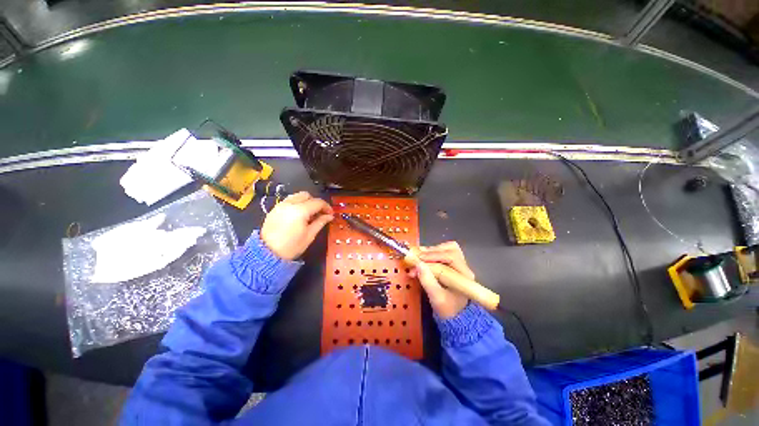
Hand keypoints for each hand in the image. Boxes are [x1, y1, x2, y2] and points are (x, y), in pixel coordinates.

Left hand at [260, 191, 333, 260]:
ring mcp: (280, 205)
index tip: (330, 214)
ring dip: (306, 202)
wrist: (267, 254)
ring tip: (310, 214)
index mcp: (300, 210)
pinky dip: (297, 204)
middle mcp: (290, 204)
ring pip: (297, 196)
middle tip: (320, 213)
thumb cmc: (291, 246)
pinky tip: (299, 215)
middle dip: (315, 202)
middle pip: (307, 195)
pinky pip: (289, 201)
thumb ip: (320, 222)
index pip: (318, 202)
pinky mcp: (274, 209)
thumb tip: (329, 216)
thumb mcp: (310, 235)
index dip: (327, 207)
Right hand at [411, 242, 472, 318]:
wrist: (456, 316)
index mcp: (464, 276)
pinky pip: (444, 251)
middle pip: (450, 250)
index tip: (415, 260)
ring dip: (431, 251)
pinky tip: (423, 257)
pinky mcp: (454, 263)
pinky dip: (432, 252)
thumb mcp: (436, 299)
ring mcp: (460, 264)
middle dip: (430, 253)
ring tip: (418, 257)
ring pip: (447, 248)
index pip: (448, 260)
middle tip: (415, 257)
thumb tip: (418, 264)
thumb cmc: (447, 309)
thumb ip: (428, 281)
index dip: (430, 259)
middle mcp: (464, 267)